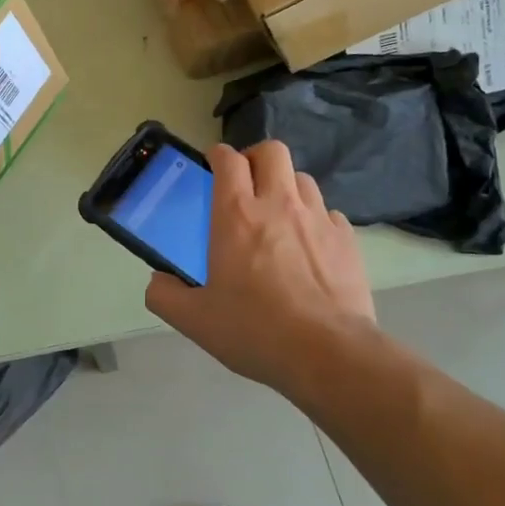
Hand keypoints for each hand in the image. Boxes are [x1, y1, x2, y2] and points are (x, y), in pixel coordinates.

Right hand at [146, 141, 377, 395]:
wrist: (327, 354)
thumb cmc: (255, 330)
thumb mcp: (195, 320)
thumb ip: (165, 296)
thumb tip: (158, 281)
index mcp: (236, 214)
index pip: (228, 159)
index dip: (218, 156)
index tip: (212, 167)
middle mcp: (278, 204)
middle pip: (271, 151)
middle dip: (255, 158)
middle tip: (246, 183)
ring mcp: (317, 218)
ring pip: (302, 178)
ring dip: (286, 186)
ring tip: (278, 214)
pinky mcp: (346, 239)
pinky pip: (328, 212)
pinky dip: (315, 219)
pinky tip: (309, 245)